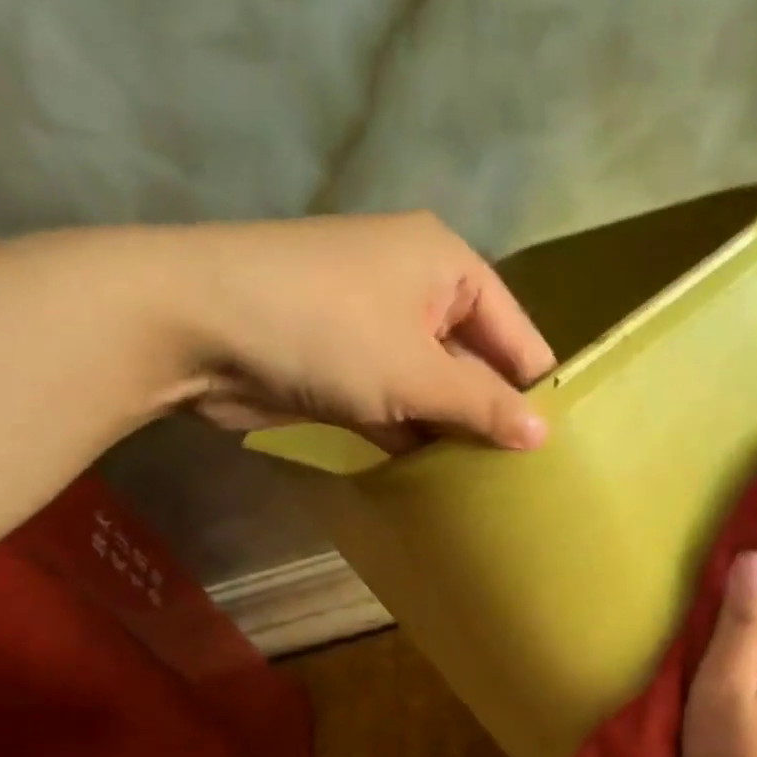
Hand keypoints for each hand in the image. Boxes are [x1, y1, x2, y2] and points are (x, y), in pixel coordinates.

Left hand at [178, 211, 555, 450]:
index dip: (537, 388)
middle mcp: (416, 290)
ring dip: (452, 433)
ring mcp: (375, 329)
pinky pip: (396, 405)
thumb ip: (482, 405)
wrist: (194, 325)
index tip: (562, 448)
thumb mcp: (417, 371)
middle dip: (494, 415)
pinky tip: (440, 483)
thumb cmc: (325, 331)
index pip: (515, 332)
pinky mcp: (343, 367)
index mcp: (447, 266)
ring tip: (494, 490)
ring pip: (433, 389)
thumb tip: (543, 436)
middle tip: (529, 479)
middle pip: (475, 361)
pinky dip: (413, 439)